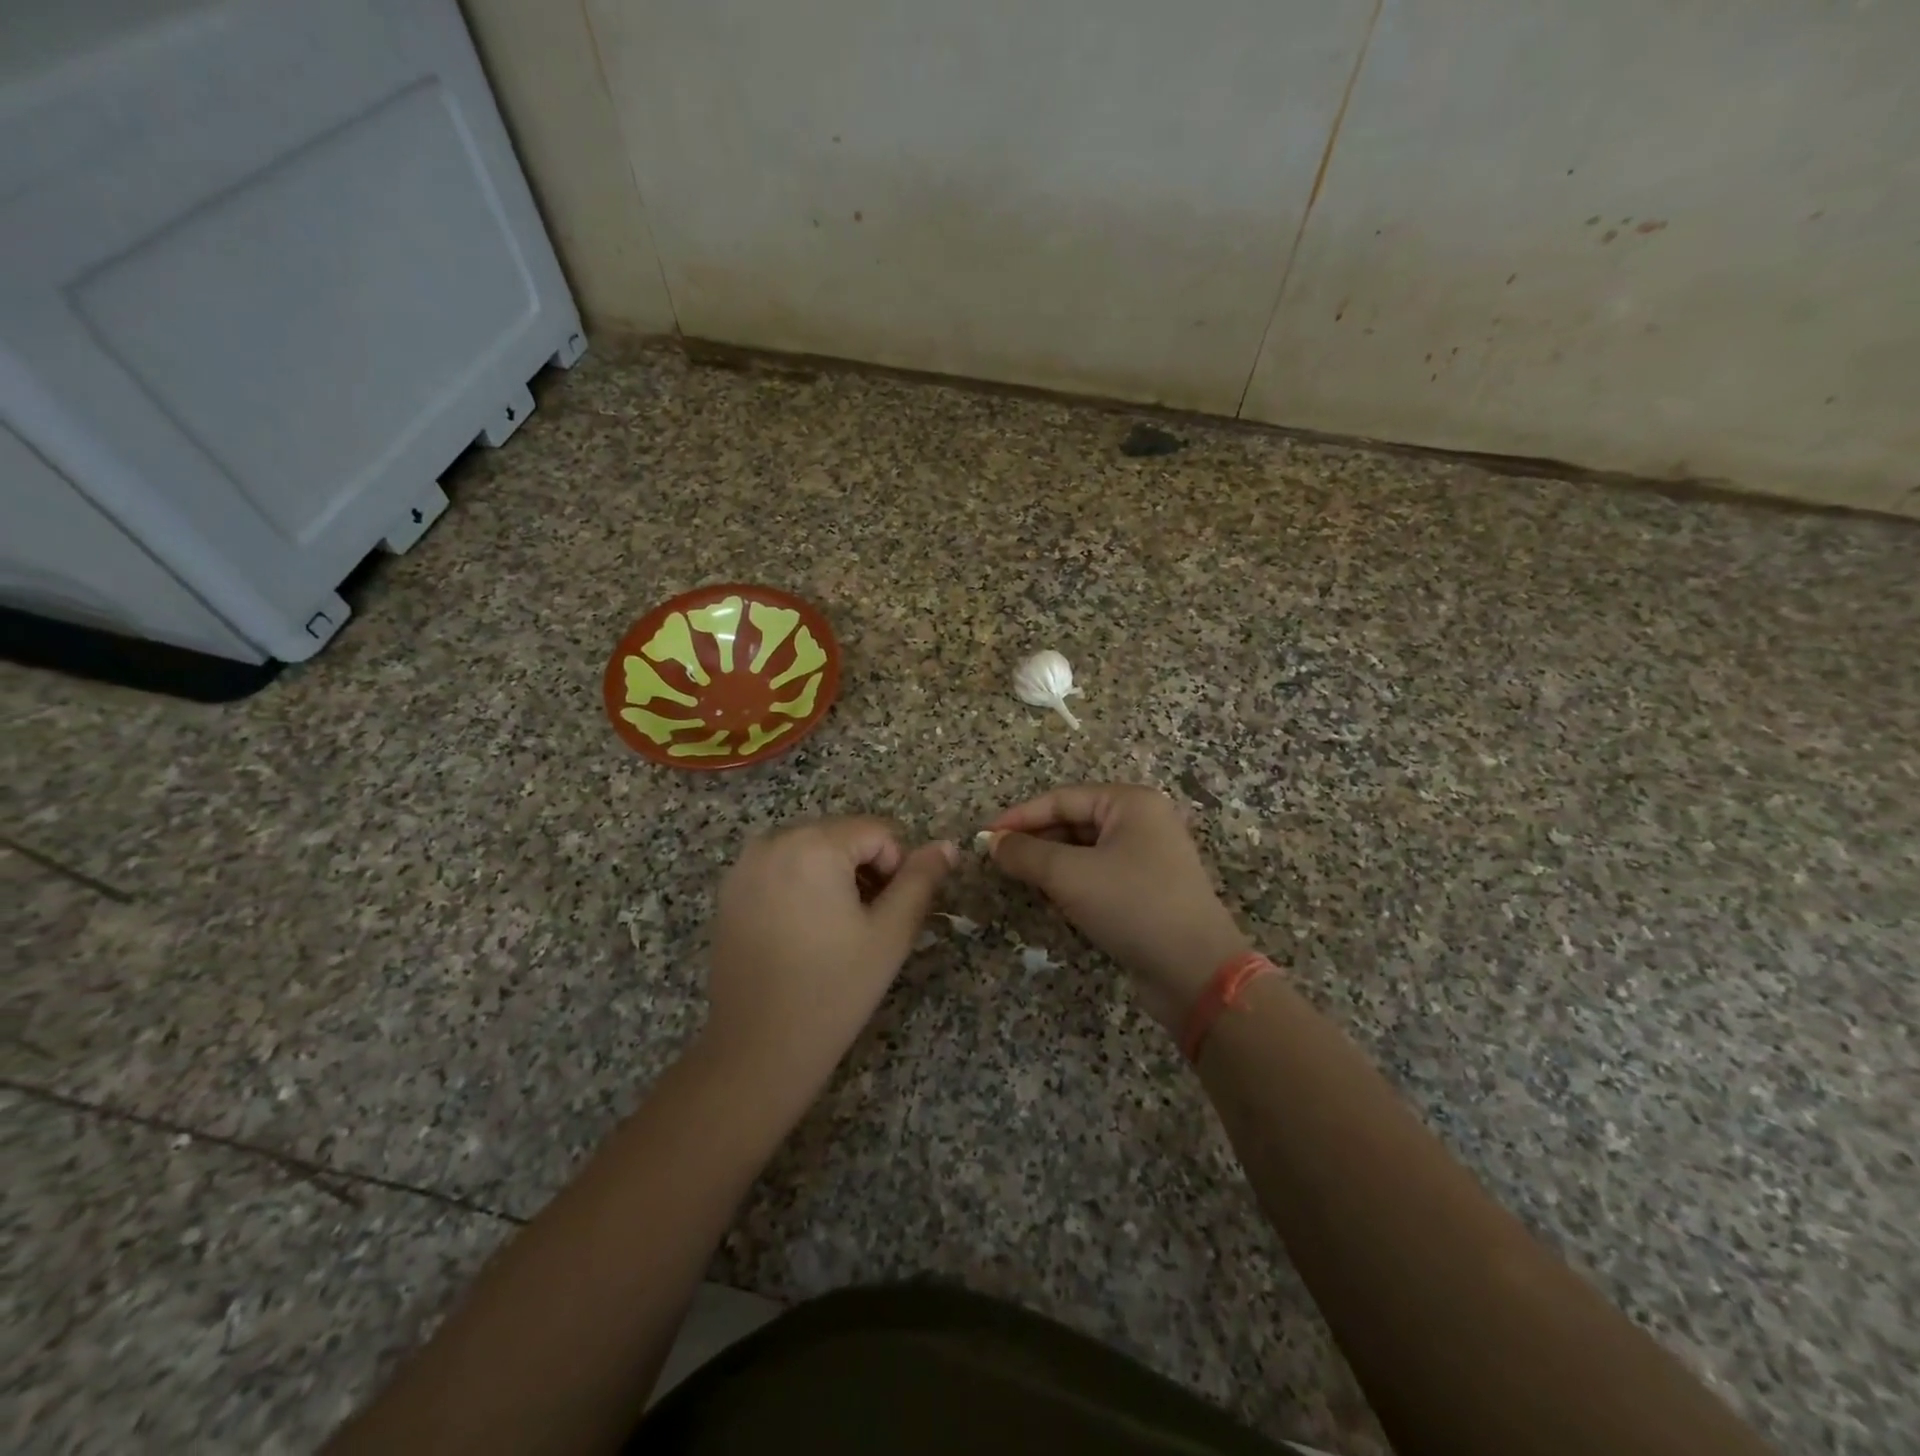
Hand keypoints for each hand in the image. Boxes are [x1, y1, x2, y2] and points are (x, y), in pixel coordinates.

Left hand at [706, 818, 955, 1091]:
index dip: (898, 868)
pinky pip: (783, 868)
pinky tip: (806, 933)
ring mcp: (746, 865)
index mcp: (814, 844)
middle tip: (869, 925)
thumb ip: (922, 881)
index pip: (879, 832)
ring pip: (813, 850)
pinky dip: (804, 886)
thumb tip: (948, 845)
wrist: (756, 1050)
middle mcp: (774, 841)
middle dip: (865, 870)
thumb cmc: (833, 989)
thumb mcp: (890, 934)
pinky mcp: (730, 891)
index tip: (893, 914)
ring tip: (839, 931)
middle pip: (843, 836)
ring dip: (836, 877)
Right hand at [987, 785, 1248, 1031]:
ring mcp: (1149, 856)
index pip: (1061, 799)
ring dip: (1051, 864)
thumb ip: (1025, 853)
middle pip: (1074, 822)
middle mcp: (1143, 821)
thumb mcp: (1069, 875)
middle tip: (998, 861)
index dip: (1019, 816)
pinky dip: (1073, 884)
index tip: (984, 837)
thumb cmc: (1131, 906)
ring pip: (1085, 851)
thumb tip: (991, 842)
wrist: (1195, 971)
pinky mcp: (1148, 889)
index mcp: (1130, 803)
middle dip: (1036, 841)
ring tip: (1020, 880)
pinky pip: (1100, 874)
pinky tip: (1053, 902)